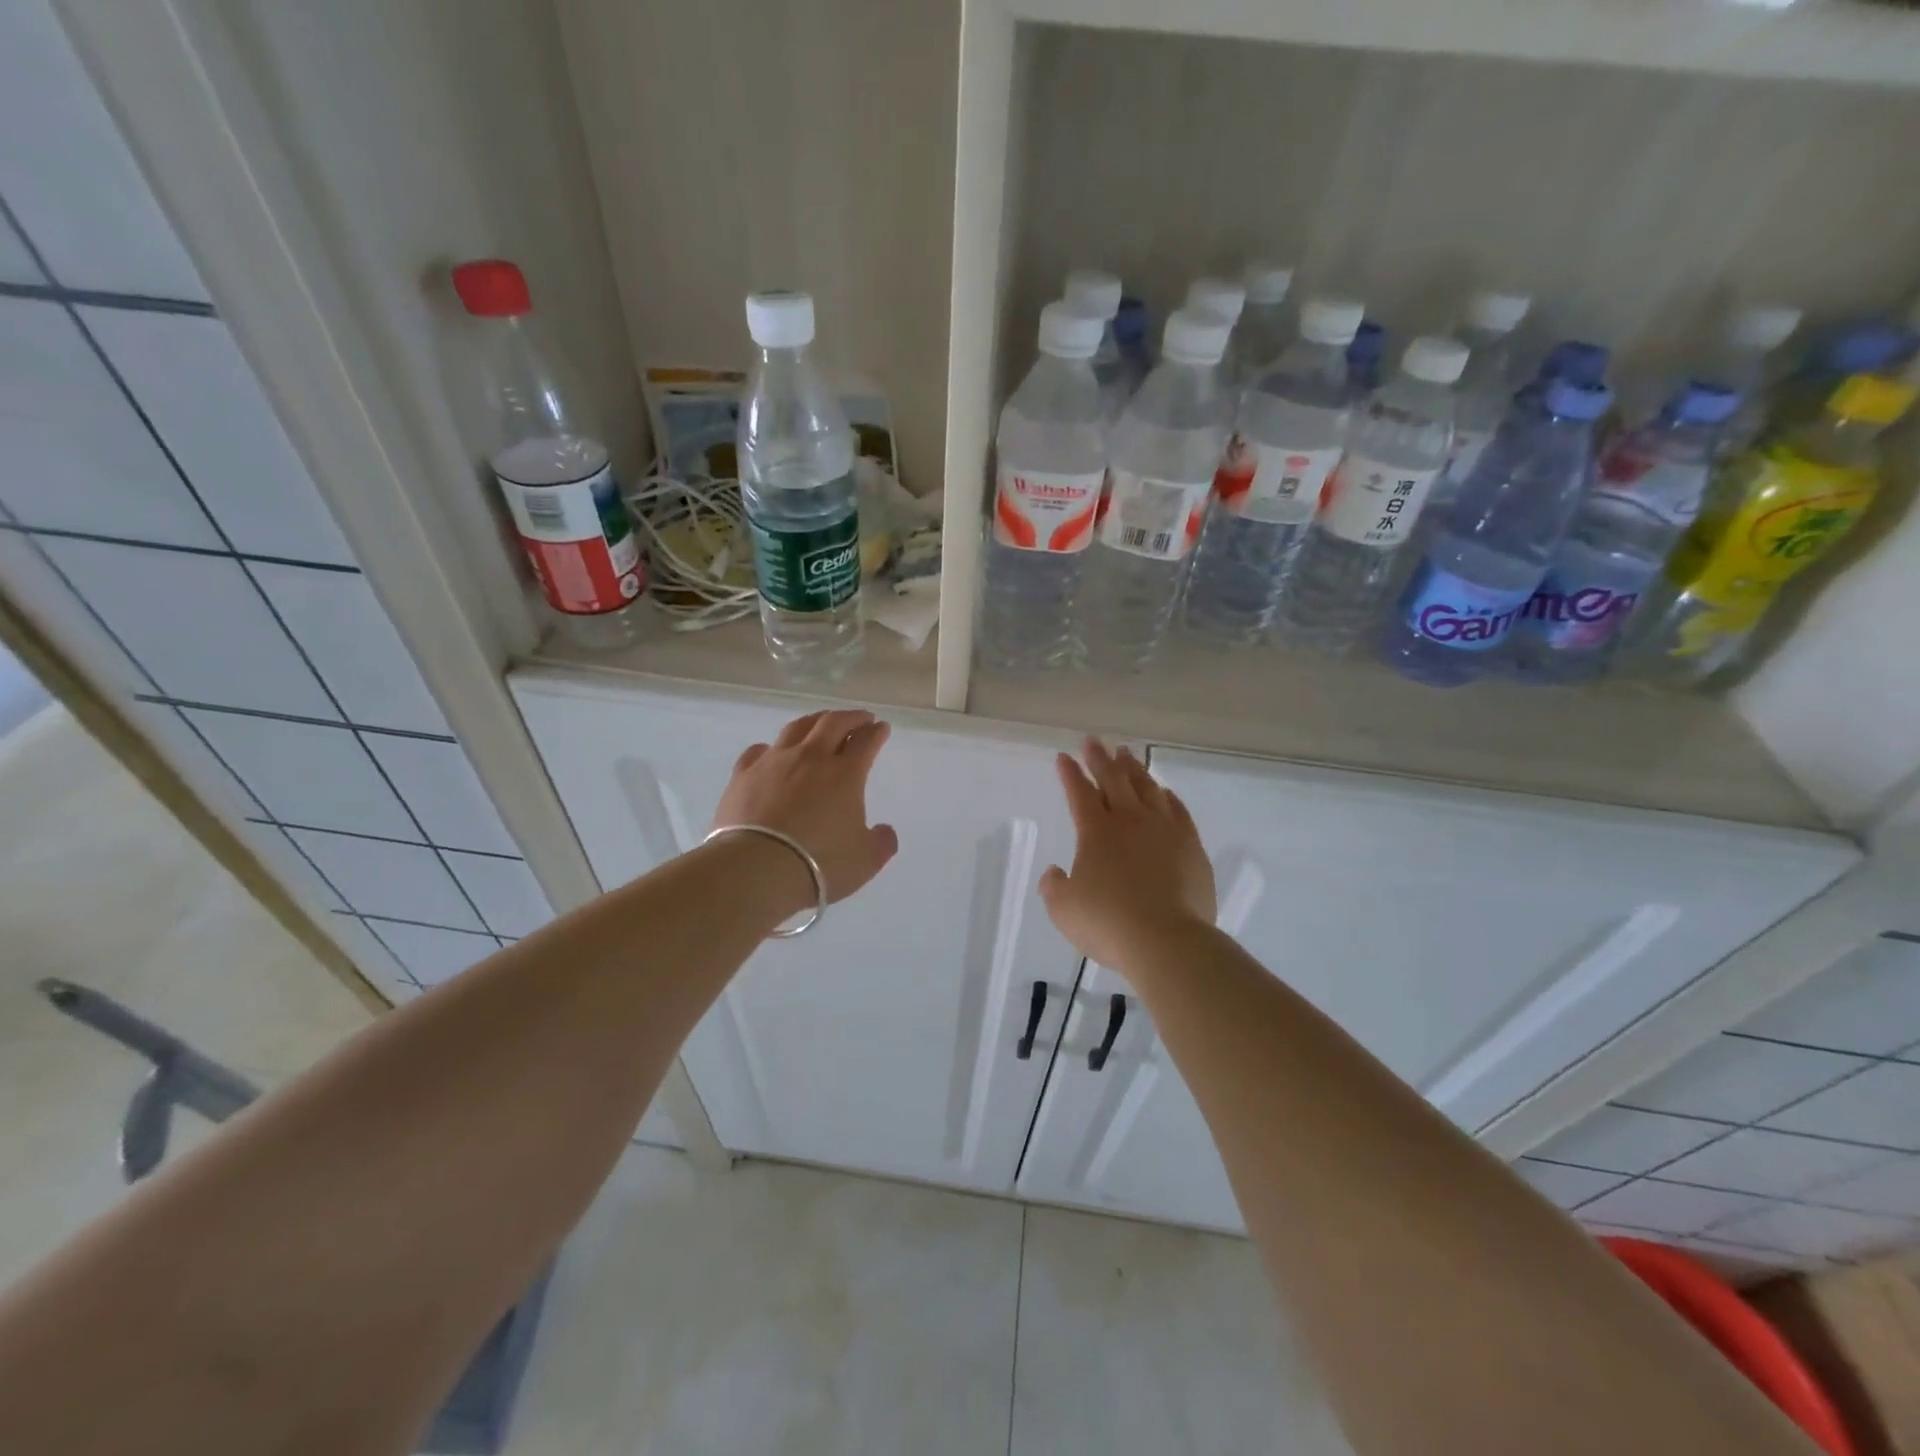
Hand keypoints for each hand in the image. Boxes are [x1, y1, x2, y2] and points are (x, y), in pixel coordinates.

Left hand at [712, 709, 899, 903]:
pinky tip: (771, 751)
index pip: (866, 742)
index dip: (876, 732)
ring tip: (821, 722)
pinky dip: (771, 747)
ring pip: (796, 728)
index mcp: (845, 774)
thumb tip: (884, 831)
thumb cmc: (819, 864)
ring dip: (814, 721)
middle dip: (851, 717)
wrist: (755, 869)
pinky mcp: (743, 775)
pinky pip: (758, 751)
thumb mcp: (865, 861)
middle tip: (860, 718)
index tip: (881, 728)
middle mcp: (811, 758)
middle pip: (832, 723)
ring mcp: (773, 763)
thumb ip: (881, 842)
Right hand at [1039, 739, 1216, 972]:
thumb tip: (1056, 872)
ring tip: (1126, 755)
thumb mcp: (1064, 910)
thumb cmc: (1108, 924)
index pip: (1080, 793)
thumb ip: (1054, 887)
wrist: (1167, 941)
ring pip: (1147, 788)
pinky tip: (1164, 792)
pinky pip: (1178, 810)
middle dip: (1100, 758)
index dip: (1070, 774)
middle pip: (1113, 780)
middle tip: (1093, 741)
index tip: (1063, 757)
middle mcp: (1130, 821)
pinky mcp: (1191, 846)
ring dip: (1133, 769)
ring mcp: (1165, 830)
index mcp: (1096, 832)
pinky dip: (1167, 796)